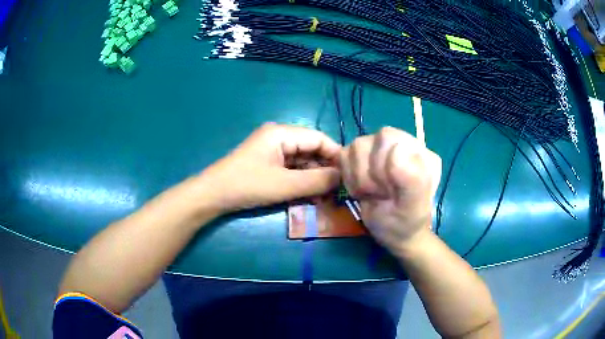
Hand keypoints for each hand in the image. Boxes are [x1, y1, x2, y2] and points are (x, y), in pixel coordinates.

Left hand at [197, 123, 340, 212]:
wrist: (212, 195)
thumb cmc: (248, 185)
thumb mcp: (286, 185)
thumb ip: (318, 180)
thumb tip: (344, 177)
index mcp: (282, 133)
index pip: (319, 138)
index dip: (336, 156)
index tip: (350, 175)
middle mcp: (279, 137)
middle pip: (312, 149)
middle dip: (325, 170)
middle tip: (338, 190)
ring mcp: (273, 150)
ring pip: (303, 161)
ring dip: (314, 178)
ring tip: (326, 197)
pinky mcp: (268, 163)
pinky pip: (292, 169)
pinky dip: (302, 181)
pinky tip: (309, 195)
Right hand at [340, 127, 441, 253]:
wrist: (394, 233)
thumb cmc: (405, 222)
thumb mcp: (412, 207)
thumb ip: (411, 179)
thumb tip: (397, 148)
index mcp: (419, 152)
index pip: (388, 138)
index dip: (379, 165)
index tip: (389, 191)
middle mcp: (401, 144)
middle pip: (367, 141)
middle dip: (368, 174)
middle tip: (380, 194)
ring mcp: (382, 149)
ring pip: (354, 148)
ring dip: (358, 178)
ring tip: (373, 193)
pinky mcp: (365, 157)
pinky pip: (345, 155)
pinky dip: (349, 177)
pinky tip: (364, 189)